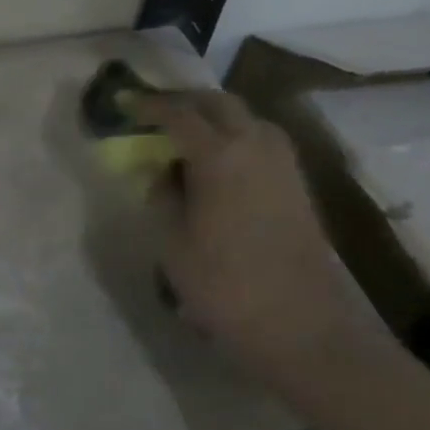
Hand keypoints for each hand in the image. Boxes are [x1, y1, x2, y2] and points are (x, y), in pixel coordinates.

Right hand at [132, 91, 381, 393]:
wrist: (303, 327)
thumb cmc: (225, 286)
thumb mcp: (173, 243)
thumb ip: (163, 197)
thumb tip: (163, 174)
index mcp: (219, 155)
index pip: (178, 114)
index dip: (149, 105)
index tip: (125, 103)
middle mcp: (255, 145)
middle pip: (218, 104)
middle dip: (185, 102)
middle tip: (155, 113)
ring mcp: (283, 163)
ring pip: (245, 118)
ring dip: (214, 117)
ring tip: (185, 136)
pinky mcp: (297, 184)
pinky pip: (261, 141)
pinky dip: (235, 137)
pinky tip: (218, 162)